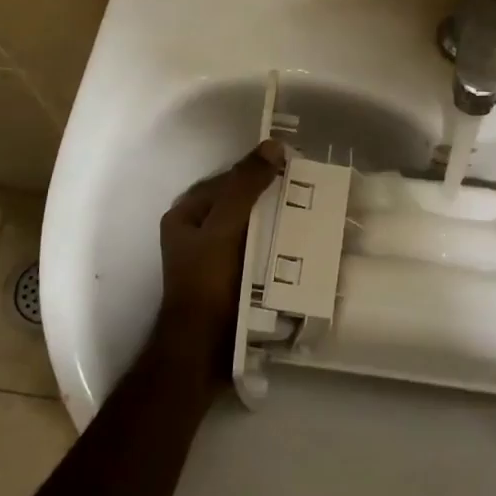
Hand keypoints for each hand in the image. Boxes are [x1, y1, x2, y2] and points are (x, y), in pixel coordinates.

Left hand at [156, 140, 285, 373]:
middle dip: (270, 201)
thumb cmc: (208, 283)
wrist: (203, 350)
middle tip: (307, 196)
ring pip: (249, 230)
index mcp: (185, 216)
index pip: (226, 180)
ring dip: (275, 225)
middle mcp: (196, 235)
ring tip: (310, 221)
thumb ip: (245, 186)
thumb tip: (273, 146)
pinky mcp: (229, 282)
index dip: (256, 172)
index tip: (292, 171)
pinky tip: (299, 249)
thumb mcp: (225, 227)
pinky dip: (274, 249)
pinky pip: (255, 254)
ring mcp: (212, 260)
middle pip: (239, 205)